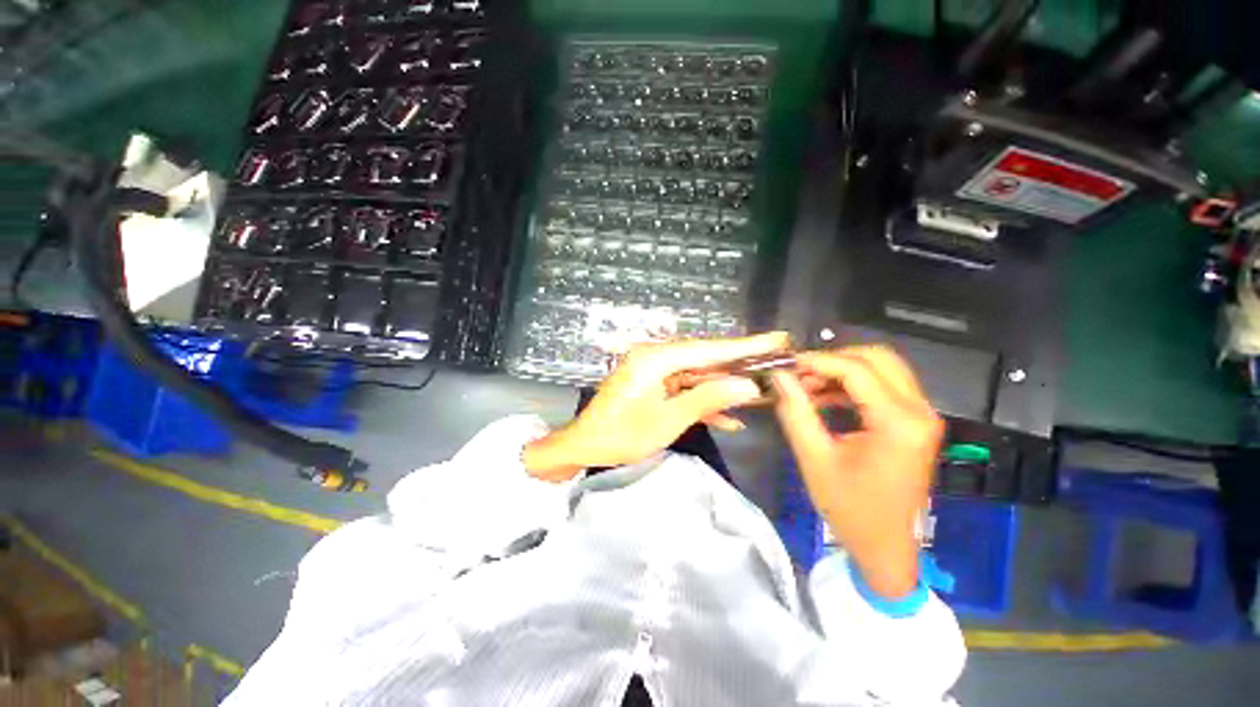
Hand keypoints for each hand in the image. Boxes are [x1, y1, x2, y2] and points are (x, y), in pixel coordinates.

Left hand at [523, 332, 790, 480]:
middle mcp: (656, 357)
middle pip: (705, 358)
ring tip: (760, 387)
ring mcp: (654, 370)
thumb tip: (746, 385)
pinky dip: (703, 401)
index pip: (709, 349)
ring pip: (697, 374)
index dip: (744, 346)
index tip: (776, 338)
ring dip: (725, 384)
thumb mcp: (668, 420)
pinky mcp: (653, 384)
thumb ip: (708, 399)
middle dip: (740, 363)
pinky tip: (730, 417)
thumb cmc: (622, 435)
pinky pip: (684, 388)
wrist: (584, 445)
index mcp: (656, 359)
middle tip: (775, 358)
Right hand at [771, 346, 943, 598]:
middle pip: (877, 358)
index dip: (817, 361)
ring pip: (881, 369)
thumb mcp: (815, 458)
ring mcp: (921, 416)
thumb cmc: (851, 509)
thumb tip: (778, 376)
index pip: (856, 369)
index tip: (785, 364)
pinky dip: (851, 386)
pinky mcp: (914, 423)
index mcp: (899, 423)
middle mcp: (919, 412)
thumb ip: (795, 411)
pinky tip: (823, 399)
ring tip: (805, 387)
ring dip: (841, 372)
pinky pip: (883, 387)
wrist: (886, 547)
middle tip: (798, 375)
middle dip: (832, 360)